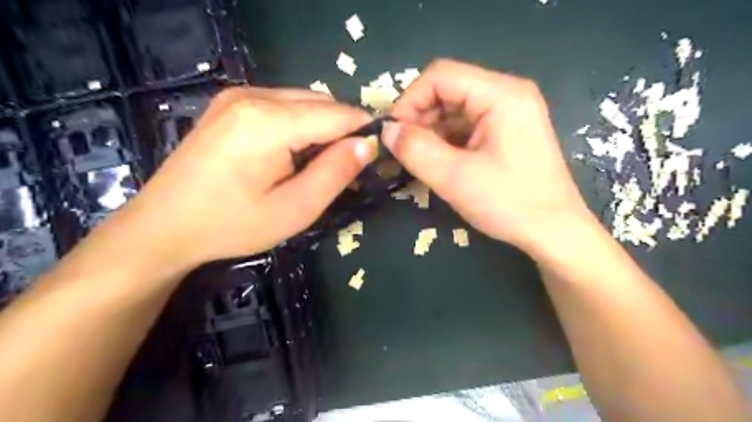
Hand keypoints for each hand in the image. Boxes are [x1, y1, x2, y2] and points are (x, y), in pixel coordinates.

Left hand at [100, 87, 374, 271]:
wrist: (163, 226)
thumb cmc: (232, 224)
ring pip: (303, 101)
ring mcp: (237, 96)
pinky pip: (281, 104)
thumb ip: (335, 172)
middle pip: (321, 102)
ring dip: (322, 127)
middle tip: (347, 166)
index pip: (338, 114)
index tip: (378, 154)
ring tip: (319, 163)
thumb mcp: (295, 209)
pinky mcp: (229, 104)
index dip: (364, 131)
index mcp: (270, 121)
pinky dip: (300, 123)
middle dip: (343, 130)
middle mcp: (253, 95)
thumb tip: (368, 144)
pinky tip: (291, 152)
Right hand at [385, 59, 596, 253]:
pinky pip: (466, 127)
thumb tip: (386, 130)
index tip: (393, 134)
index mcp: (501, 95)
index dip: (409, 101)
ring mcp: (508, 113)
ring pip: (454, 110)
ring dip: (431, 132)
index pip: (440, 76)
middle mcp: (507, 95)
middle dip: (419, 119)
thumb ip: (416, 150)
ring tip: (418, 161)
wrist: (554, 232)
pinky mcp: (506, 132)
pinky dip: (446, 141)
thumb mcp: (455, 178)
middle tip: (403, 151)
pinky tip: (438, 163)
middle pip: (448, 91)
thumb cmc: (509, 203)